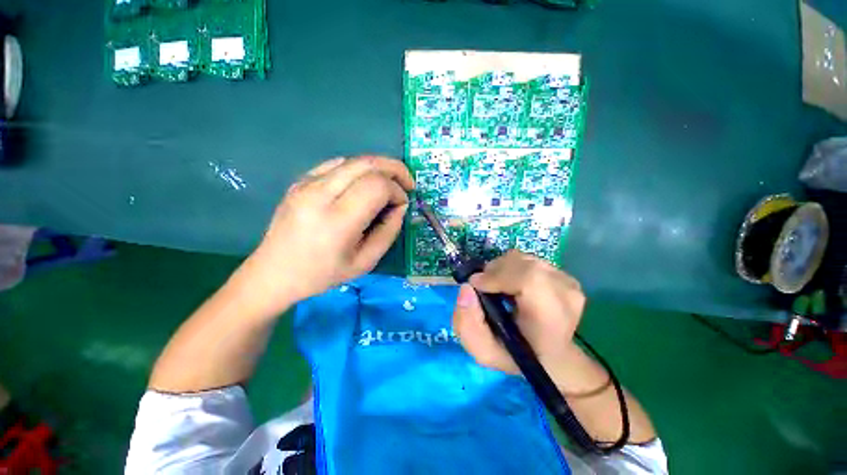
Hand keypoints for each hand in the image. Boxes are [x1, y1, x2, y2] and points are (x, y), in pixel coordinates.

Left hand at [241, 156, 413, 312]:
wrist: (274, 272)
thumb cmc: (322, 274)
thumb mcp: (365, 262)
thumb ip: (388, 232)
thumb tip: (400, 206)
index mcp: (337, 221)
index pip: (377, 186)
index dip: (397, 191)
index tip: (402, 205)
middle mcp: (320, 194)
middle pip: (367, 164)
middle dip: (394, 169)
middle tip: (407, 183)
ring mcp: (306, 184)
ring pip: (353, 160)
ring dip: (378, 168)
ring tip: (389, 183)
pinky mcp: (300, 181)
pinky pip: (337, 164)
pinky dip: (358, 169)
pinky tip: (363, 183)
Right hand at [452, 250, 586, 387]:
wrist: (550, 356)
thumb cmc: (516, 355)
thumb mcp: (483, 351)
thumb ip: (467, 323)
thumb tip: (467, 287)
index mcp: (550, 320)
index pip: (529, 279)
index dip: (498, 276)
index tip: (477, 285)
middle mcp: (566, 296)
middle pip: (522, 263)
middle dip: (494, 271)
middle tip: (483, 287)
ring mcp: (569, 283)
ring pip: (522, 258)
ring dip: (502, 268)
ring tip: (498, 288)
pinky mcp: (565, 275)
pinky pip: (528, 259)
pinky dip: (512, 268)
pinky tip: (512, 285)